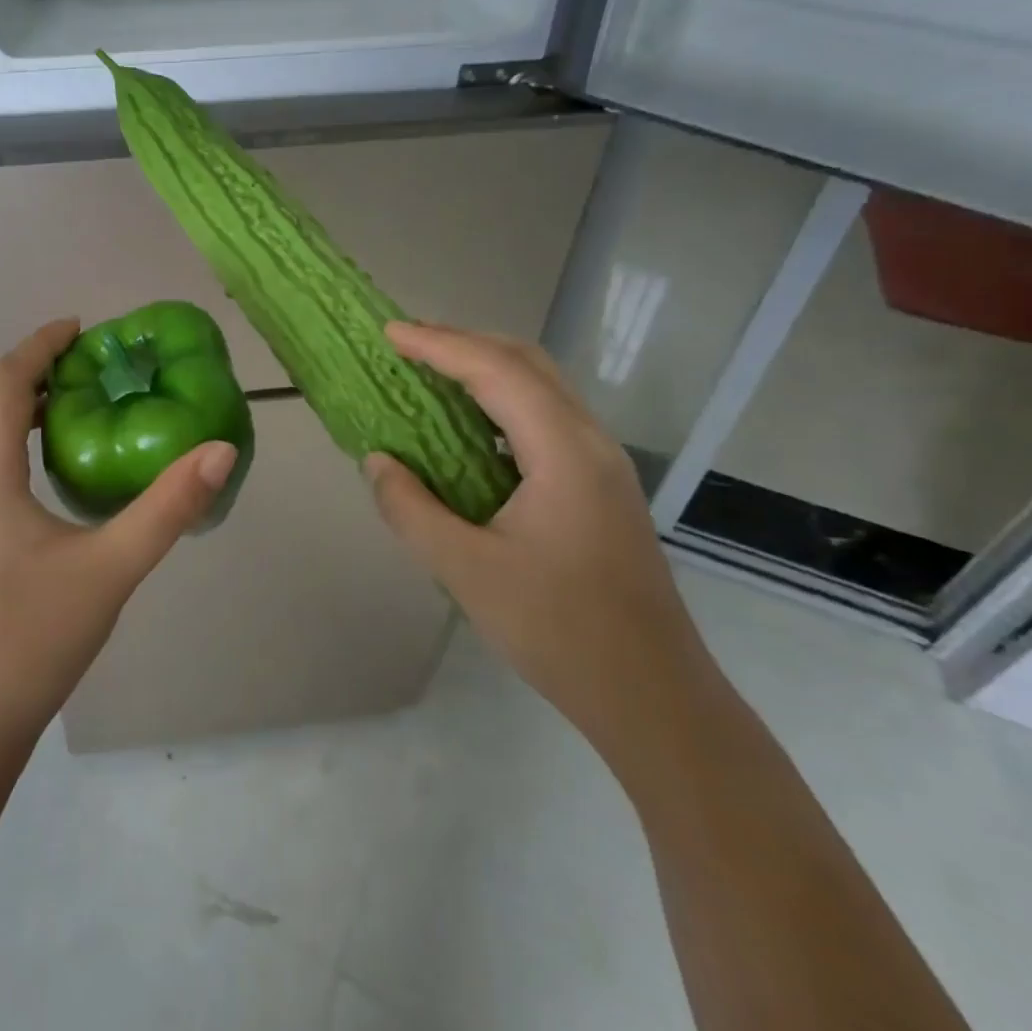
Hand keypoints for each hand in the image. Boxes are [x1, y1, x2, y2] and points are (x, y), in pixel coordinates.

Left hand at [0, 318, 238, 737]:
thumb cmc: (29, 636)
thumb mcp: (110, 567)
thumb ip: (168, 507)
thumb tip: (220, 451)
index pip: (4, 382)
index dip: (39, 346)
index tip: (79, 328)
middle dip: (29, 374)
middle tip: (85, 367)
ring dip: (14, 411)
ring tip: (67, 410)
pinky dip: (6, 447)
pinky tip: (41, 477)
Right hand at [364, 322, 717, 759]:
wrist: (654, 698)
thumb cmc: (560, 632)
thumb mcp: (466, 571)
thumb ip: (411, 509)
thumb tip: (377, 461)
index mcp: (564, 452)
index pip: (497, 372)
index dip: (440, 345)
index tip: (389, 332)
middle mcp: (590, 443)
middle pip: (527, 363)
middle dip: (464, 343)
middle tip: (407, 344)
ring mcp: (602, 465)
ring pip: (541, 388)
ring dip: (485, 369)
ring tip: (431, 372)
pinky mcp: (600, 487)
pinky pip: (546, 419)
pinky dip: (501, 402)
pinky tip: (469, 428)